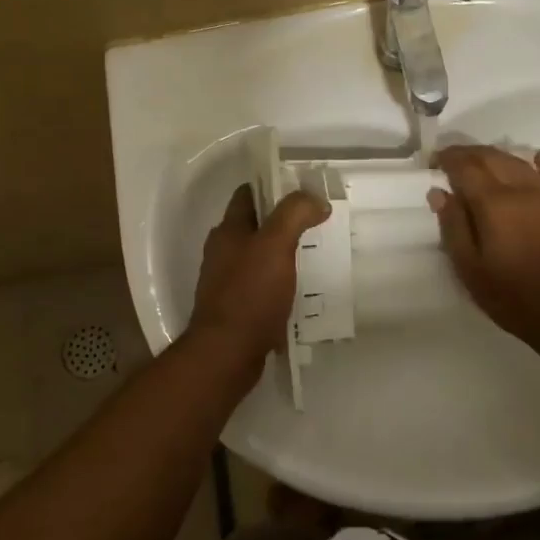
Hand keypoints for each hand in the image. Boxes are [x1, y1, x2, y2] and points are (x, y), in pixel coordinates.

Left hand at [188, 184, 330, 363]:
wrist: (227, 354)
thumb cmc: (250, 293)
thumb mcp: (276, 245)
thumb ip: (295, 215)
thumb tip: (316, 199)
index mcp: (228, 231)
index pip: (247, 194)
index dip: (273, 186)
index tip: (303, 189)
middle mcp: (222, 252)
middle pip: (254, 226)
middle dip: (282, 221)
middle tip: (316, 223)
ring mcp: (226, 282)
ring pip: (258, 257)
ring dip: (282, 254)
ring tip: (315, 255)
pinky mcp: (235, 309)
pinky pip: (261, 286)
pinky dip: (279, 284)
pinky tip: (300, 291)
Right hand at [430, 145, 539, 358]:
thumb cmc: (513, 298)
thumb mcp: (470, 269)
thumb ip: (453, 227)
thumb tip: (440, 192)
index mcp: (494, 204)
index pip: (466, 167)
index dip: (448, 159)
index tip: (434, 160)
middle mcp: (522, 190)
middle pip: (492, 157)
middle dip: (469, 153)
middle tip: (451, 159)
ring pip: (518, 162)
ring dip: (496, 155)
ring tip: (480, 161)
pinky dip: (539, 162)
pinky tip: (533, 158)